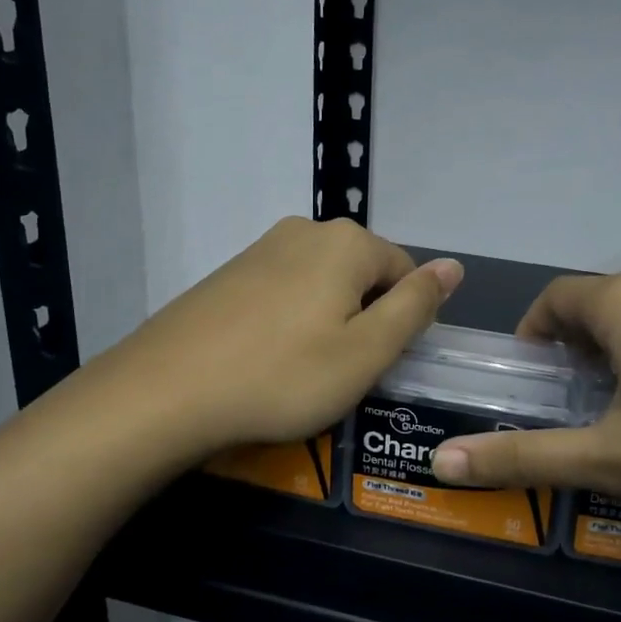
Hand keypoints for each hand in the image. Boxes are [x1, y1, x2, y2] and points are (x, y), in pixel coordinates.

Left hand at [96, 218, 461, 461]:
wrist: (166, 391)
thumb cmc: (283, 376)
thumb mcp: (367, 351)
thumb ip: (416, 305)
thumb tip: (454, 266)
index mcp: (347, 242)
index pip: (405, 273)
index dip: (401, 322)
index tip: (376, 364)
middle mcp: (306, 230)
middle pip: (363, 275)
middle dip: (364, 319)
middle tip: (340, 372)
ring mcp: (262, 247)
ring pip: (322, 284)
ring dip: (327, 322)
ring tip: (302, 370)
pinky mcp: (230, 272)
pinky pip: (283, 291)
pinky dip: (289, 321)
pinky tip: (267, 358)